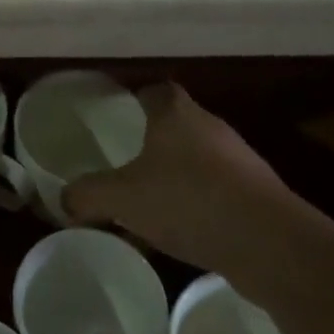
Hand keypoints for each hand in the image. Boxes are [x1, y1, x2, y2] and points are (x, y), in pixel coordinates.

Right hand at [64, 84, 314, 278]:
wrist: (270, 244)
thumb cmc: (188, 201)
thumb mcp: (122, 199)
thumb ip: (87, 195)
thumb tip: (63, 200)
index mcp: (176, 114)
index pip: (154, 90)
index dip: (134, 98)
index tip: (116, 115)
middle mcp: (210, 128)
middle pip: (176, 124)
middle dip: (151, 142)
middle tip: (123, 162)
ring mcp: (239, 161)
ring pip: (197, 161)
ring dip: (174, 177)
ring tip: (147, 204)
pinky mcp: (258, 195)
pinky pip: (215, 192)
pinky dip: (196, 205)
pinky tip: (178, 235)